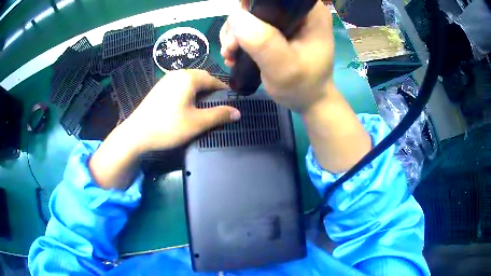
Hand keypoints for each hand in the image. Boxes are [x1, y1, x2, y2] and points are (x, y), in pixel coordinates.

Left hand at [127, 69, 240, 152]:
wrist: (136, 134)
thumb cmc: (168, 126)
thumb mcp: (197, 123)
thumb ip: (219, 115)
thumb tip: (238, 112)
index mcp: (188, 78)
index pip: (213, 79)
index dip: (224, 91)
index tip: (231, 103)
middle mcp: (177, 74)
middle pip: (201, 78)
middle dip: (212, 90)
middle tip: (217, 106)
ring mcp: (166, 80)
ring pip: (190, 81)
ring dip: (199, 91)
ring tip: (203, 107)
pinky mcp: (159, 88)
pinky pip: (179, 86)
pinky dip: (188, 92)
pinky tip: (186, 106)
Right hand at [220, 1, 334, 113]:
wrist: (307, 100)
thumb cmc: (303, 86)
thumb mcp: (284, 68)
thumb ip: (264, 42)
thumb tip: (236, 16)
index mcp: (309, 12)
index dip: (250, 5)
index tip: (238, 27)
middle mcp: (297, 11)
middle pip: (257, 4)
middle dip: (238, 24)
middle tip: (231, 48)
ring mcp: (285, 20)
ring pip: (249, 15)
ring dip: (234, 34)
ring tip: (231, 54)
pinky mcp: (276, 29)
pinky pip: (250, 25)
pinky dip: (238, 38)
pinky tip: (234, 54)